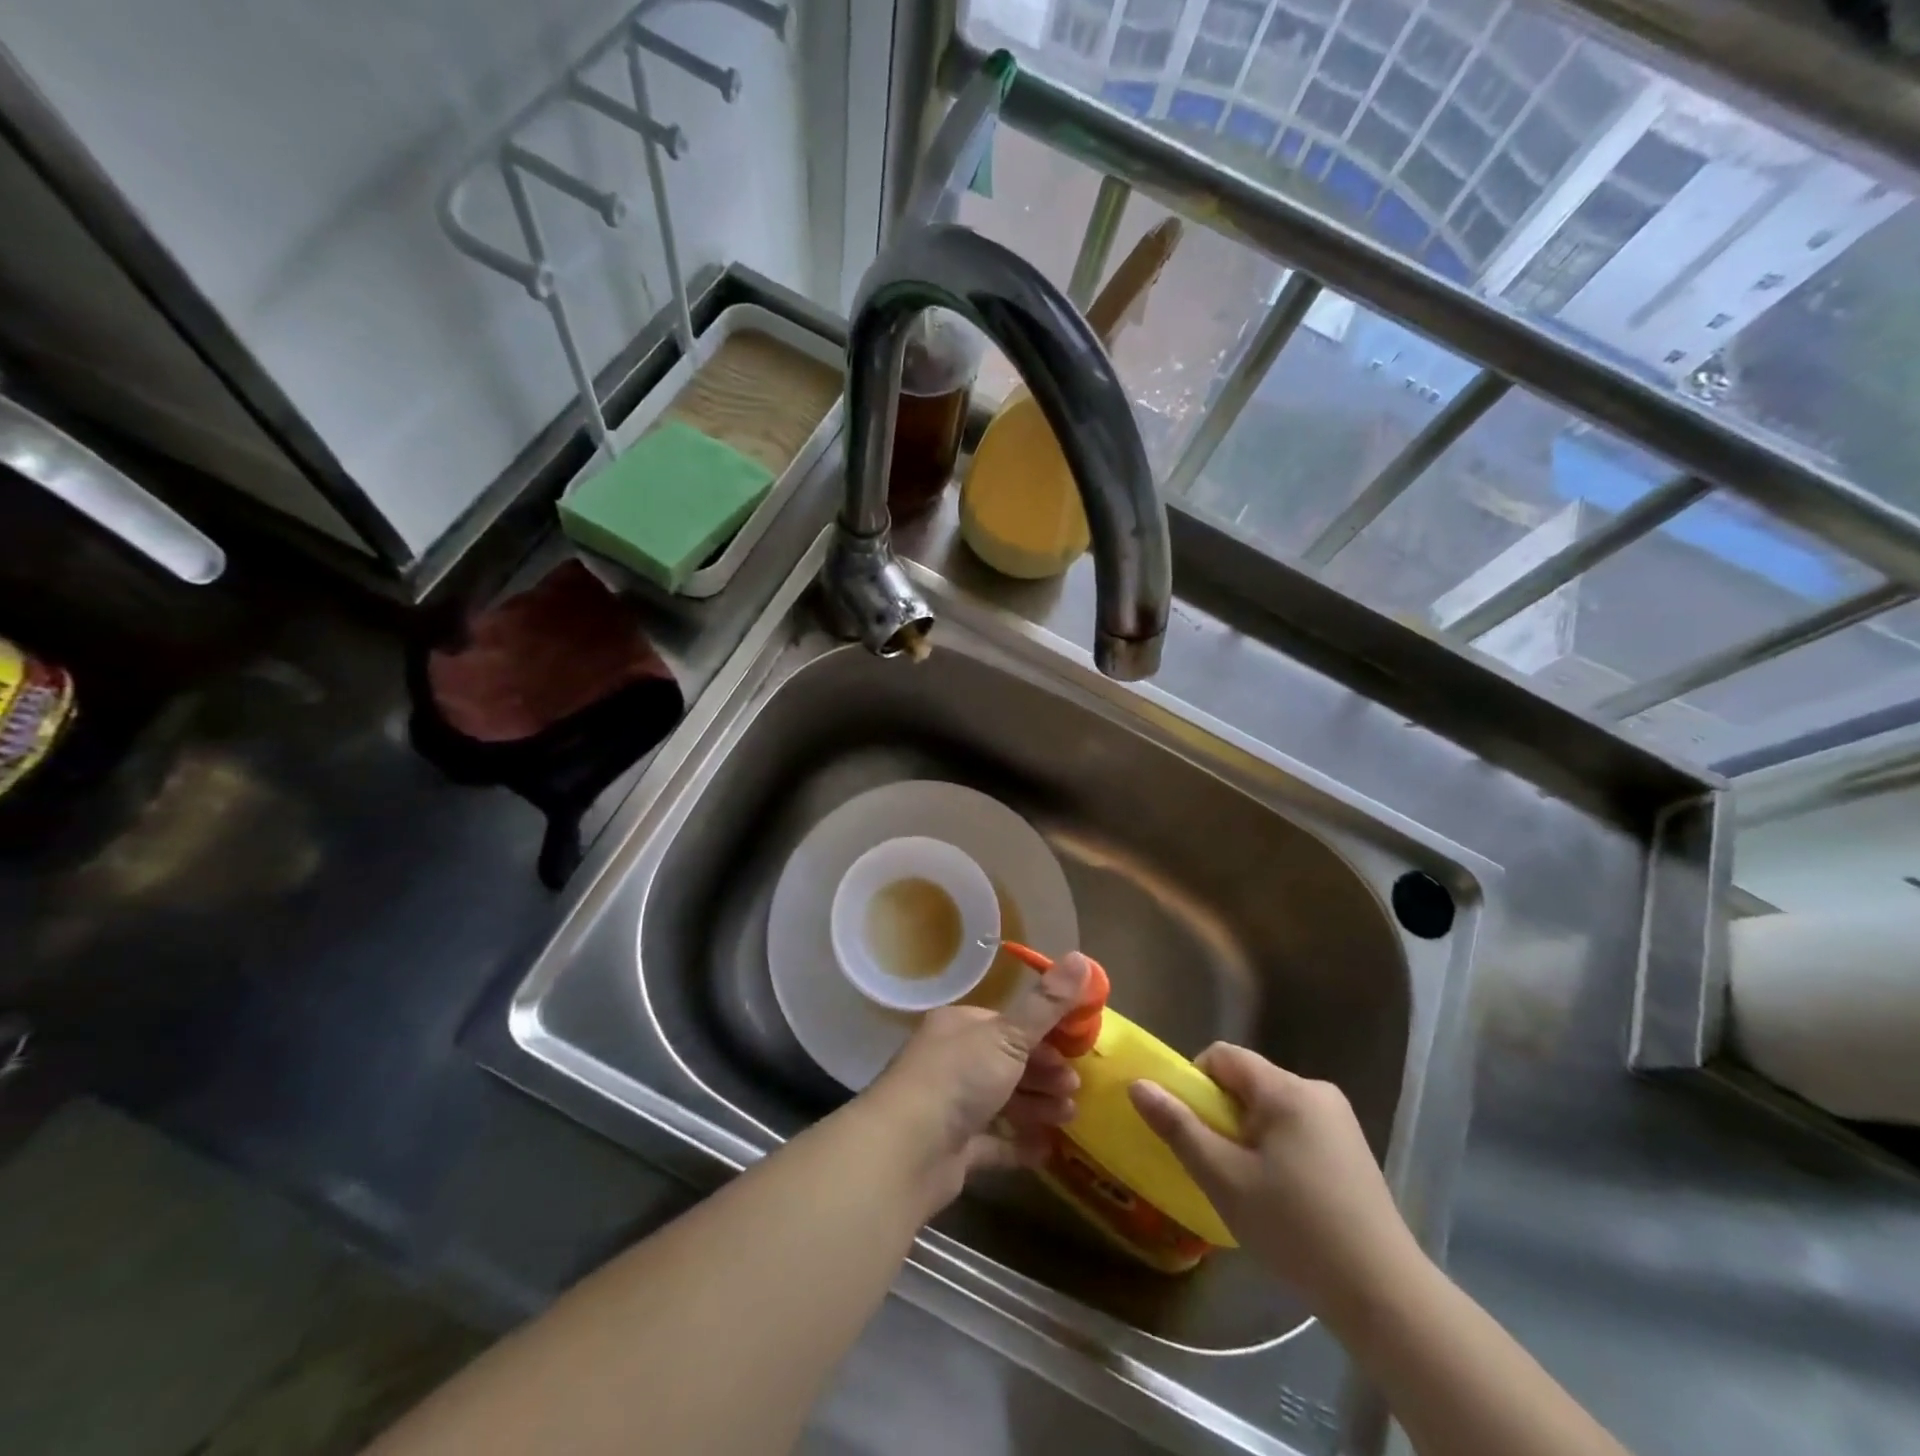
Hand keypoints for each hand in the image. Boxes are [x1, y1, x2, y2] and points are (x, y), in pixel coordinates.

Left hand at [860, 952, 1092, 1211]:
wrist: (906, 1150)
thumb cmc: (958, 1078)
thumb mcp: (1008, 1035)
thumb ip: (1047, 1004)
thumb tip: (1082, 956)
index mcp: (959, 1026)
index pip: (1007, 1024)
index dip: (1043, 1033)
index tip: (1076, 1046)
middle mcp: (951, 1061)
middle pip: (1007, 1063)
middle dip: (1044, 1072)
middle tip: (1075, 1086)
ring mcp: (950, 1107)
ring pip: (1003, 1101)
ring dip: (1038, 1106)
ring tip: (1069, 1115)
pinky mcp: (953, 1149)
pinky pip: (994, 1143)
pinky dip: (1020, 1145)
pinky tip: (1047, 1149)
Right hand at [1128, 1044, 1423, 1319]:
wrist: (1384, 1294)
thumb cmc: (1295, 1229)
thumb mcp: (1224, 1178)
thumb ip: (1178, 1127)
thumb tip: (1138, 1084)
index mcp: (1286, 1089)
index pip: (1223, 1056)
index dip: (1195, 1082)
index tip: (1191, 1128)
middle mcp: (1316, 1091)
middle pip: (1247, 1081)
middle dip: (1222, 1114)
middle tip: (1218, 1165)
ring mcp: (1339, 1121)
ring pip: (1271, 1108)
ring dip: (1248, 1135)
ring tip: (1249, 1187)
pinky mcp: (1352, 1150)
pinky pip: (1296, 1128)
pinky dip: (1276, 1149)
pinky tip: (1283, 1198)